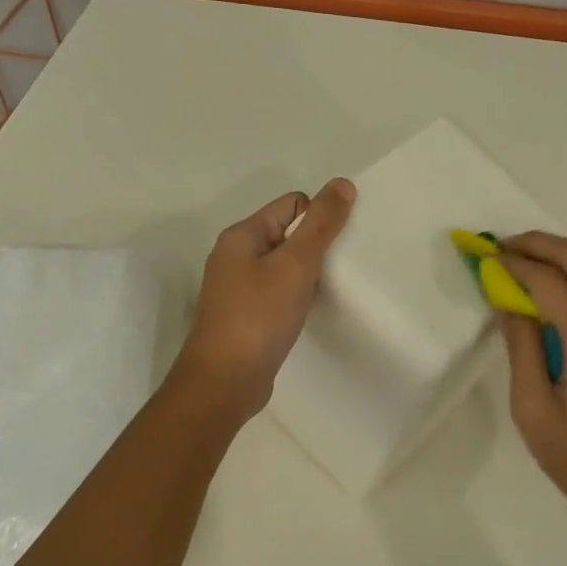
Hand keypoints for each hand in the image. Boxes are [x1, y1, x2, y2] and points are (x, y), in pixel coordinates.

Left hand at [171, 178, 356, 420]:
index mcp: (242, 236)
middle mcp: (235, 256)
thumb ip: (321, 224)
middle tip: (339, 269)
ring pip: (284, 266)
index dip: (319, 218)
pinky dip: (296, 297)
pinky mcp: (245, 316)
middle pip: (288, 233)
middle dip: (316, 246)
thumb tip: (342, 183)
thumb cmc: (258, 317)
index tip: (338, 246)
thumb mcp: (295, 265)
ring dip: (307, 274)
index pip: (291, 204)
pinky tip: (308, 312)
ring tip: (325, 292)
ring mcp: (238, 288)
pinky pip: (278, 292)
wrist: (224, 383)